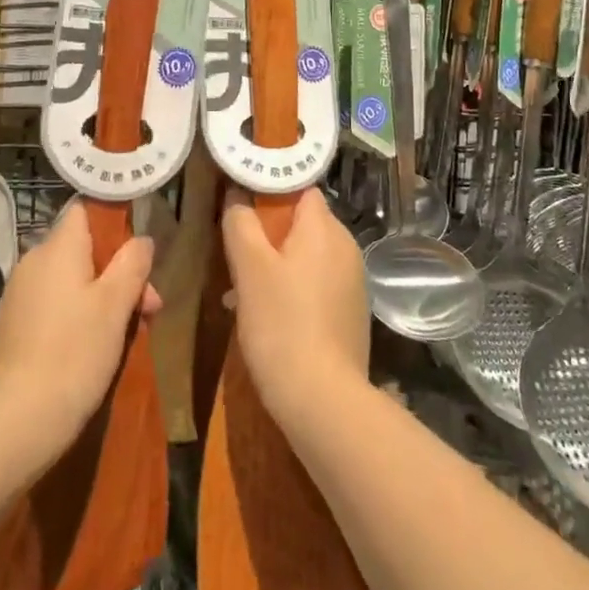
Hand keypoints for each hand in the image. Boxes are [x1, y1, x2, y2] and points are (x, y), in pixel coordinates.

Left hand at [0, 200, 160, 454]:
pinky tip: (91, 348)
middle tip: (148, 308)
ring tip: (126, 334)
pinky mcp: (11, 325)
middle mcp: (33, 261)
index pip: (84, 212)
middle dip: (117, 273)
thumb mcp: (116, 304)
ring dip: (99, 298)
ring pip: (69, 280)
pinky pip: (51, 305)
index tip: (137, 253)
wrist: (18, 420)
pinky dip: (74, 316)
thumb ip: (132, 263)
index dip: (113, 225)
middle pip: (82, 250)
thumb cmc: (75, 352)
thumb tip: (142, 239)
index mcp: (58, 247)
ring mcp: (18, 294)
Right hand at [220, 188, 369, 425]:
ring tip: (242, 291)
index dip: (270, 191)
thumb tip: (237, 194)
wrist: (324, 400)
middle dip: (268, 234)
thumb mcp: (249, 269)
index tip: (241, 204)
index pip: (300, 188)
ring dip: (276, 265)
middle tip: (236, 253)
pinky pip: (317, 284)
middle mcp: (346, 247)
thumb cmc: (282, 323)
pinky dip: (293, 289)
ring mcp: (353, 281)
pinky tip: (267, 317)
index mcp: (324, 228)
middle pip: (303, 223)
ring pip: (307, 256)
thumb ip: (240, 224)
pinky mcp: (351, 312)